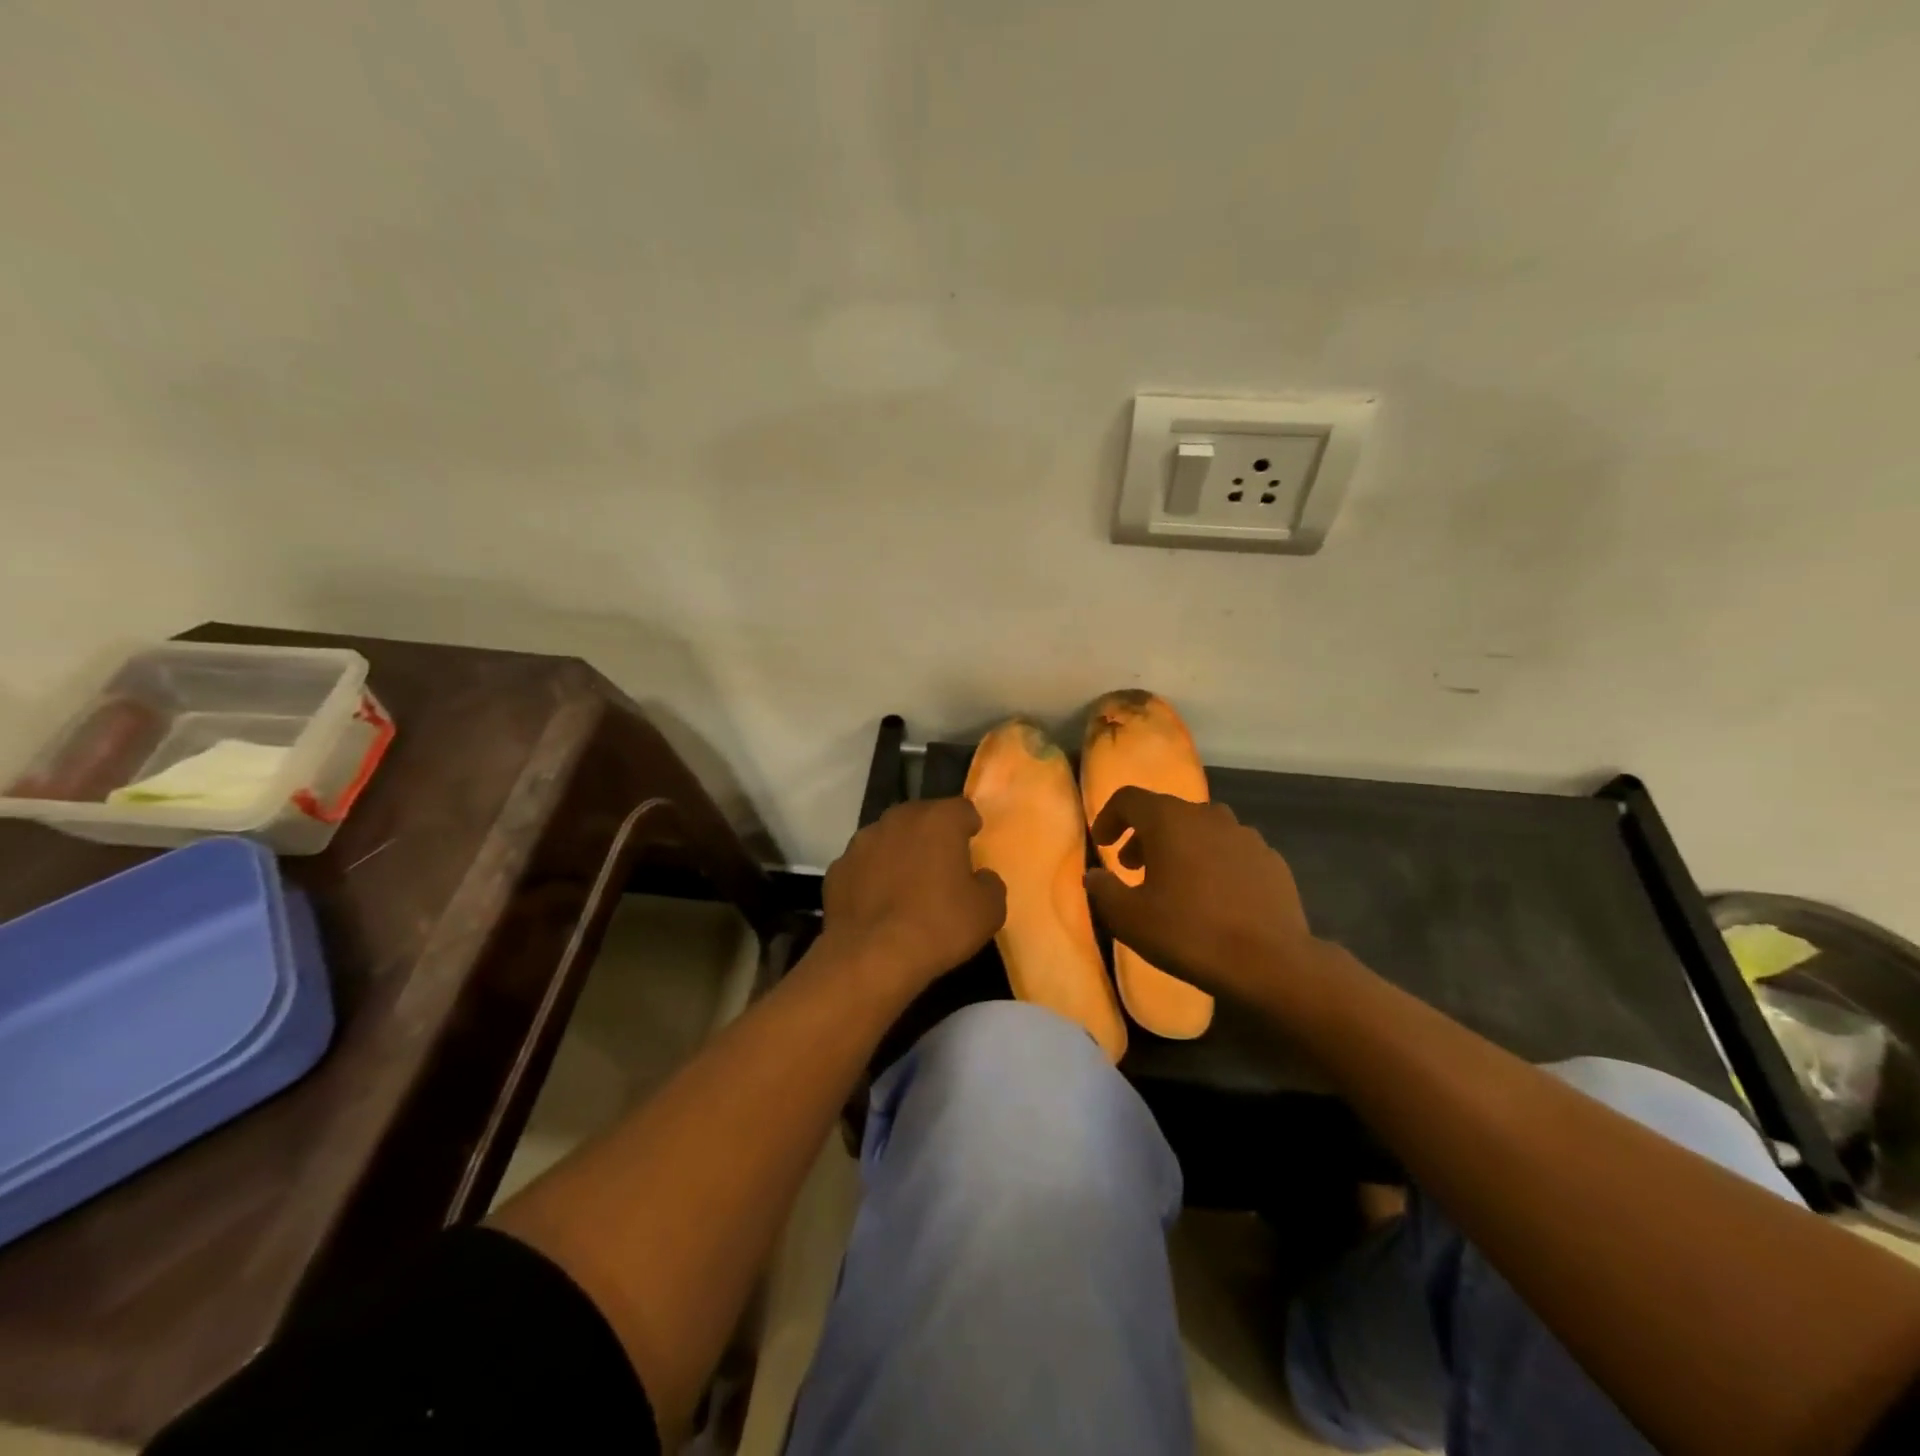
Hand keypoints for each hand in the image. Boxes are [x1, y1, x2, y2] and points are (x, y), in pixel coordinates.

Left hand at [820, 797, 1006, 996]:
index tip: (973, 845)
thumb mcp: (989, 910)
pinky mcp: (838, 869)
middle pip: (922, 818)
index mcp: (938, 820)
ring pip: (888, 839)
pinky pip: (864, 866)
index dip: (969, 826)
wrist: (871, 957)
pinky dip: (872, 877)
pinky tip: (879, 904)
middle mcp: (898, 819)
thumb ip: (990, 883)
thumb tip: (980, 877)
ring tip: (907, 886)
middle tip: (942, 866)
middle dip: (932, 836)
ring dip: (899, 853)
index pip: (962, 809)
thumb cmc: (939, 926)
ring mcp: (861, 842)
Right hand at [1084, 787, 1320, 1007]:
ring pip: (1201, 830)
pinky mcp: (1270, 860)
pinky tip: (1213, 898)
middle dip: (1144, 836)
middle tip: (1132, 868)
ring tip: (1174, 883)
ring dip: (1180, 848)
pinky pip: (1230, 851)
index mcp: (1170, 820)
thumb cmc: (1189, 933)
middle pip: (1167, 813)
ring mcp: (1245, 836)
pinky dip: (1213, 864)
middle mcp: (1208, 816)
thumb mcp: (1128, 918)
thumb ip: (1103, 890)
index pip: (1129, 798)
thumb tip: (1094, 875)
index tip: (1102, 843)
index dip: (1109, 817)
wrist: (1270, 963)